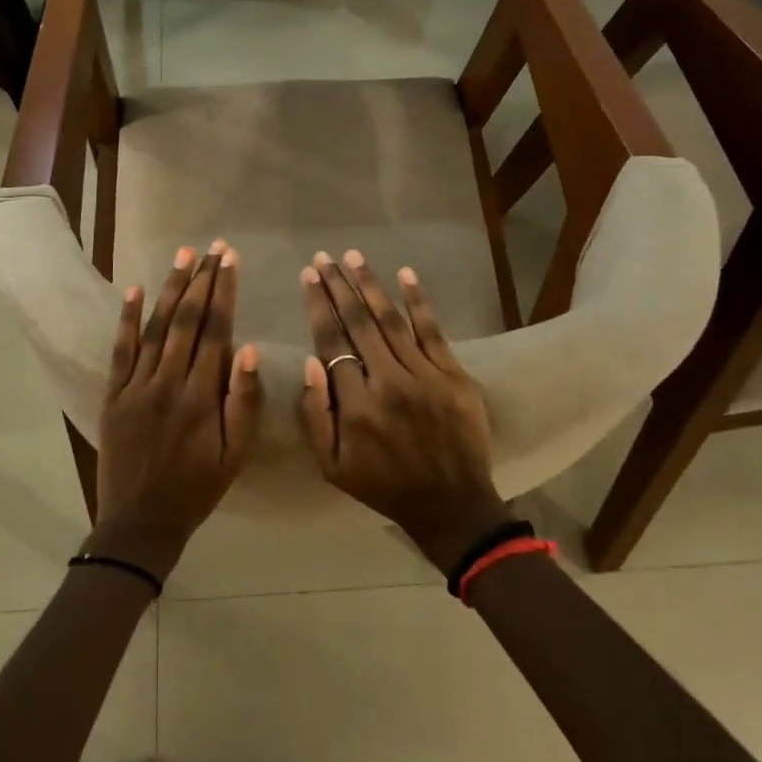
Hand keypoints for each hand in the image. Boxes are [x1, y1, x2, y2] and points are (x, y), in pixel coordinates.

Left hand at [85, 242, 261, 580]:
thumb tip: (247, 349)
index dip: (224, 291)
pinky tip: (135, 289)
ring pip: (156, 327)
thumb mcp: (236, 455)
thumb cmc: (197, 489)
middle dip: (202, 279)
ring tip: (184, 256)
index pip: (216, 330)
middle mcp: (168, 382)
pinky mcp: (113, 394)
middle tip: (212, 247)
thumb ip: (244, 402)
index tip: (230, 260)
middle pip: (187, 320)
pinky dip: (127, 318)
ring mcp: (136, 386)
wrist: (140, 522)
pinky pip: (121, 349)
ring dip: (171, 289)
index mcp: (201, 396)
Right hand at [298, 250, 512, 574]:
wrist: (451, 504)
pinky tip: (404, 274)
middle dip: (338, 286)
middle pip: (358, 323)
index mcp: (356, 405)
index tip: (308, 277)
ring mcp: (424, 376)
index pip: (331, 342)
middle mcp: (388, 382)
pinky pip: (432, 331)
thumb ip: (315, 414)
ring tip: (352, 257)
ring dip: (370, 285)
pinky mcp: (453, 375)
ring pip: (391, 320)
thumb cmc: (384, 485)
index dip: (318, 306)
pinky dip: (418, 301)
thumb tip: (309, 362)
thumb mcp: (332, 465)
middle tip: (324, 257)